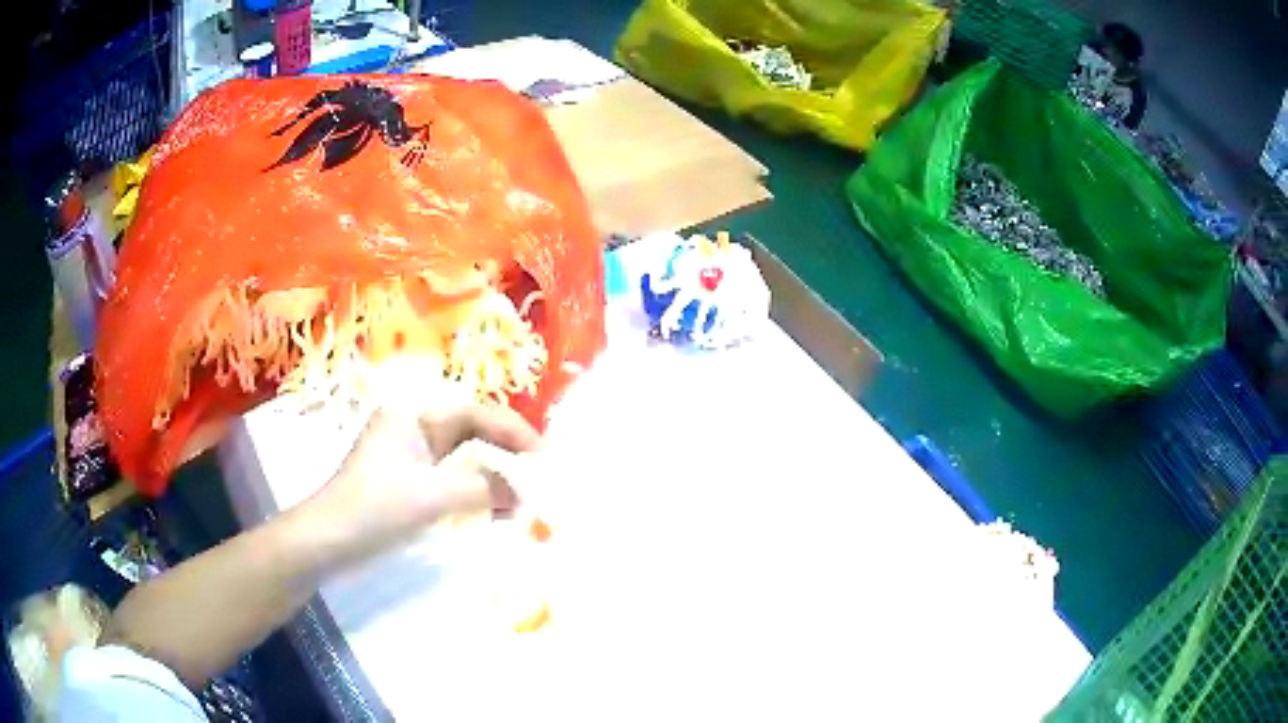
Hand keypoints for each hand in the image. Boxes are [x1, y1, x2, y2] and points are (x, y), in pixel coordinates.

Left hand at [314, 400, 542, 563]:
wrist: (328, 541)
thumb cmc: (375, 509)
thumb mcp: (432, 496)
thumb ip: (484, 488)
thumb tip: (526, 491)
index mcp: (414, 412)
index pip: (475, 411)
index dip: (514, 431)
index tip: (544, 456)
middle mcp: (414, 424)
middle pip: (472, 429)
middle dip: (506, 450)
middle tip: (540, 474)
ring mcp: (411, 451)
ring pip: (465, 454)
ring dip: (494, 473)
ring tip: (523, 494)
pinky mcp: (410, 478)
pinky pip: (454, 476)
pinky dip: (477, 490)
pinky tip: (495, 509)